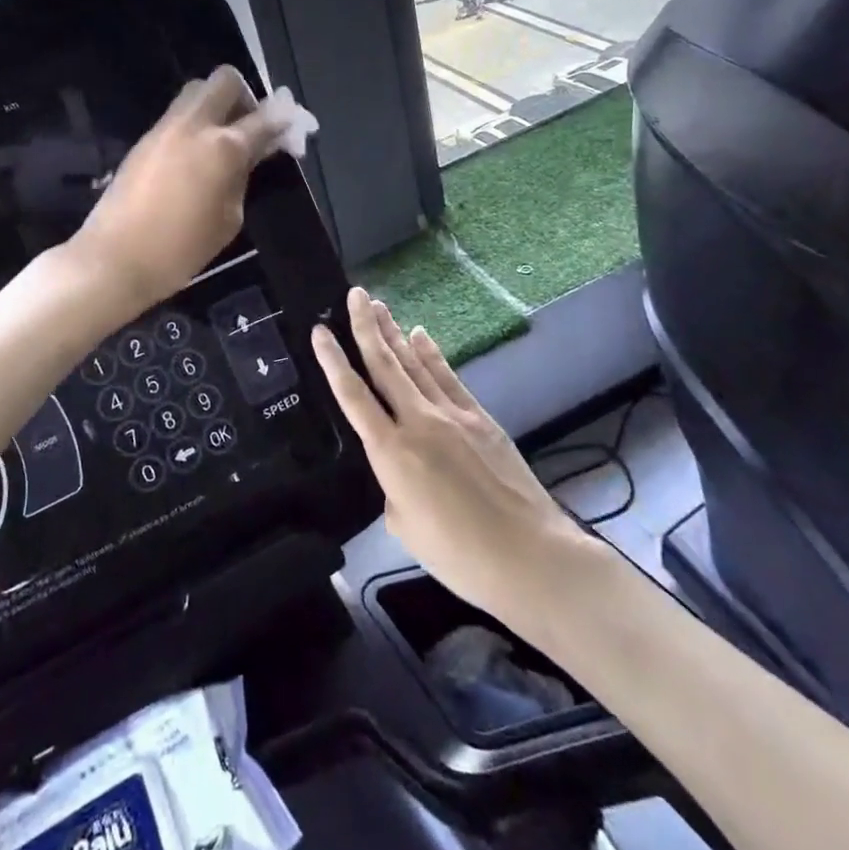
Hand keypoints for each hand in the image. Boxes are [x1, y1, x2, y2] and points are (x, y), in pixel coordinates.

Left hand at [70, 66, 281, 313]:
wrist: (115, 259)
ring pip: (196, 91)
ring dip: (216, 105)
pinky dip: (194, 123)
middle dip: (244, 96)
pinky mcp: (144, 139)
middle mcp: (194, 125)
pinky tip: (196, 156)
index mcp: (223, 147)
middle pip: (225, 80)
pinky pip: (177, 115)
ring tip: (221, 142)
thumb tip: (250, 155)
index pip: (264, 118)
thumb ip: (243, 178)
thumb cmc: (181, 249)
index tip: (292, 126)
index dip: (283, 120)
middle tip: (249, 127)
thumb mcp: (228, 219)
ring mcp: (164, 128)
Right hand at [312, 289, 589, 624]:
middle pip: (385, 364)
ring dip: (394, 332)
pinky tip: (419, 334)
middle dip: (366, 326)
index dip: (333, 361)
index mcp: (391, 452)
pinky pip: (448, 376)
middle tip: (354, 294)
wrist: (529, 555)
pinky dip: (431, 353)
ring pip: (414, 363)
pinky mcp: (480, 418)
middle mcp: (418, 421)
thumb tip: (401, 469)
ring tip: (378, 305)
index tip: (319, 331)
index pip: (353, 396)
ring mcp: (453, 415)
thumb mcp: (404, 525)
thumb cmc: (458, 554)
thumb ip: (393, 486)